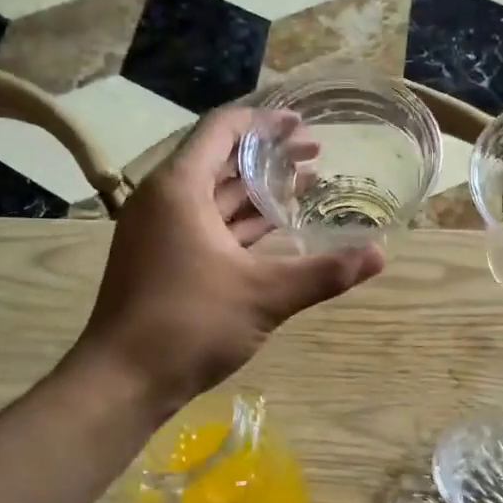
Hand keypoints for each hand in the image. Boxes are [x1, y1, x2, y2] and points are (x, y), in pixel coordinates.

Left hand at [76, 107, 383, 406]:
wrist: (122, 381)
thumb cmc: (189, 324)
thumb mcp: (264, 296)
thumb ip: (323, 273)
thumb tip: (380, 255)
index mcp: (179, 188)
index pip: (222, 130)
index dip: (264, 121)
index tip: (303, 124)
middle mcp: (164, 200)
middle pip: (220, 161)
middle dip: (268, 156)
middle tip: (316, 156)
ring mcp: (159, 233)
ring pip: (214, 197)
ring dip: (257, 191)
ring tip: (305, 187)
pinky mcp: (162, 261)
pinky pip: (207, 226)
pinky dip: (240, 224)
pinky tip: (275, 231)